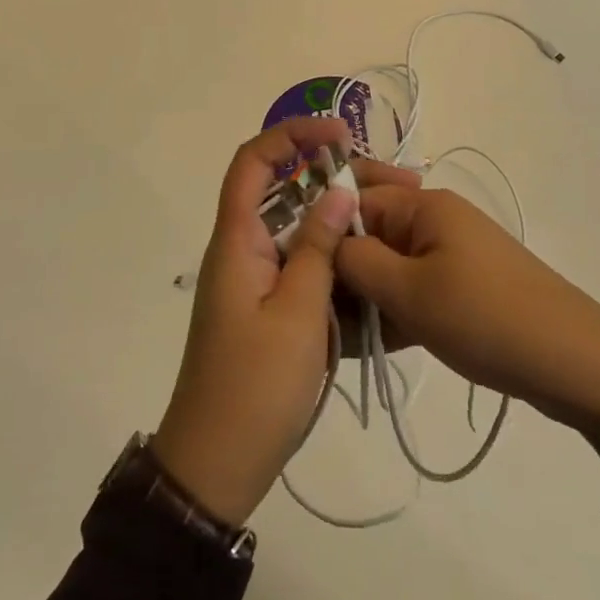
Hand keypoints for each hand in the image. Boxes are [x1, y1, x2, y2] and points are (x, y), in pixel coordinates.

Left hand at [151, 117, 364, 526]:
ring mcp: (251, 278)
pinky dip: (327, 253)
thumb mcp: (298, 313)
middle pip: (278, 189)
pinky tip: (365, 262)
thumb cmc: (255, 386)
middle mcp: (239, 249)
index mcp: (236, 240)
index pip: (252, 162)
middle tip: (381, 181)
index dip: (291, 135)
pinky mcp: (264, 305)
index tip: (340, 135)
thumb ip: (318, 248)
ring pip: (291, 227)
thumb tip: (338, 190)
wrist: (216, 464)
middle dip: (325, 175)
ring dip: (331, 216)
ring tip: (383, 217)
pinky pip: (296, 261)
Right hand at [336, 184, 599, 472]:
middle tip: (312, 314)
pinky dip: (392, 314)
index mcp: (423, 205)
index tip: (291, 271)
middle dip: (341, 272)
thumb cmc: (486, 317)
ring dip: (365, 299)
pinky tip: (370, 347)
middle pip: (369, 235)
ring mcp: (450, 255)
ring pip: (388, 268)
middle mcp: (434, 220)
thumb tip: (323, 241)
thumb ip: (357, 262)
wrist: (576, 364)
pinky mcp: (462, 288)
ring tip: (337, 339)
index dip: (321, 231)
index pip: (353, 201)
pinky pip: (412, 291)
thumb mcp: (409, 291)